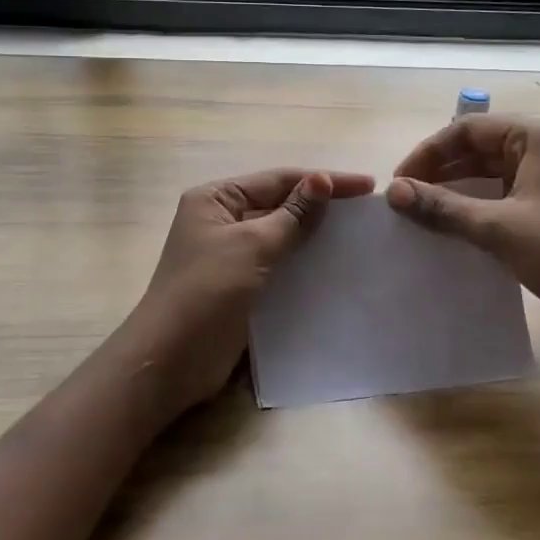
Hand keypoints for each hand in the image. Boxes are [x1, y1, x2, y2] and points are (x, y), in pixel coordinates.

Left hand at [132, 167, 374, 411]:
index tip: (367, 186)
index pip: (278, 179)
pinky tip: (333, 266)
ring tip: (358, 236)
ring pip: (281, 236)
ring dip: (314, 235)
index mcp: (216, 198)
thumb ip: (291, 215)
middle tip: (367, 211)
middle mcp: (221, 220)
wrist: (172, 360)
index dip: (323, 181)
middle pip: (279, 204)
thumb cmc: (207, 292)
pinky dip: (303, 262)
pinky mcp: (240, 286)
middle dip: (320, 206)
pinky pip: (278, 264)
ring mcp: (230, 254)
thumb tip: (322, 180)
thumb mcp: (251, 246)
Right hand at [386, 116, 539, 354]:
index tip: (399, 183)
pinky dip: (483, 205)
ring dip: (460, 189)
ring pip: (496, 172)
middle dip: (442, 171)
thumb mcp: (498, 228)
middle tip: (407, 200)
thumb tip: (393, 192)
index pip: (467, 128)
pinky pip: (512, 194)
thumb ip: (442, 207)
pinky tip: (459, 228)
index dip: (428, 153)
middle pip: (482, 147)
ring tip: (425, 214)